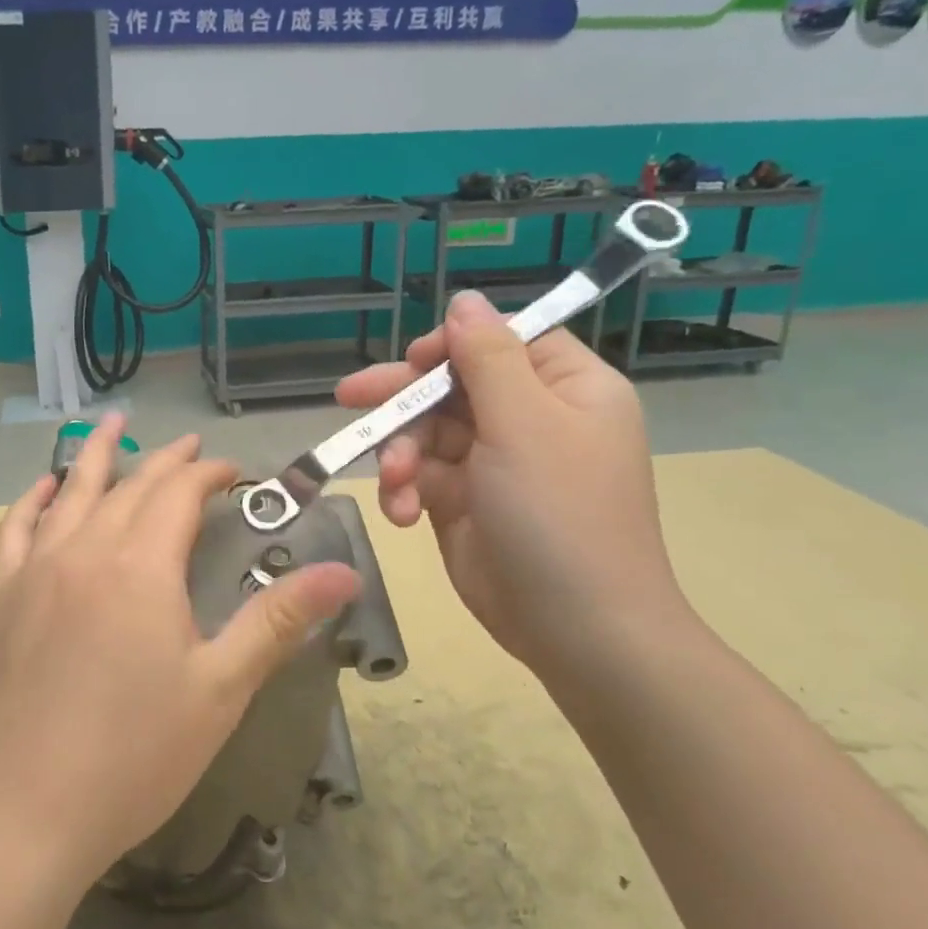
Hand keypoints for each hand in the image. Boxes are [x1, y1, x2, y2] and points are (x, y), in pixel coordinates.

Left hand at [0, 416, 360, 890]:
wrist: (23, 813)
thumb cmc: (134, 755)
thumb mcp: (221, 689)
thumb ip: (278, 621)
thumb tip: (346, 572)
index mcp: (142, 566)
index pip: (180, 495)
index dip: (211, 475)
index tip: (235, 475)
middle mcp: (85, 550)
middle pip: (131, 486)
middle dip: (167, 462)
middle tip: (192, 449)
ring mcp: (35, 570)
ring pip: (71, 492)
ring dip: (96, 454)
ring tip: (112, 425)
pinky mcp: (1, 598)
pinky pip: (15, 529)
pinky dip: (33, 499)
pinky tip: (45, 488)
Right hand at [336, 291, 688, 667]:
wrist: (576, 628)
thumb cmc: (559, 514)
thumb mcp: (525, 425)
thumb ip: (488, 358)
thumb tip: (466, 300)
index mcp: (564, 389)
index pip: (501, 341)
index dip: (453, 345)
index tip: (414, 363)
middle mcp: (530, 419)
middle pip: (452, 385)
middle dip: (404, 400)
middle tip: (351, 397)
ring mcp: (494, 463)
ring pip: (426, 432)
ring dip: (400, 454)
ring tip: (394, 484)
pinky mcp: (463, 502)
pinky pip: (420, 477)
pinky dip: (404, 491)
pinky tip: (400, 515)